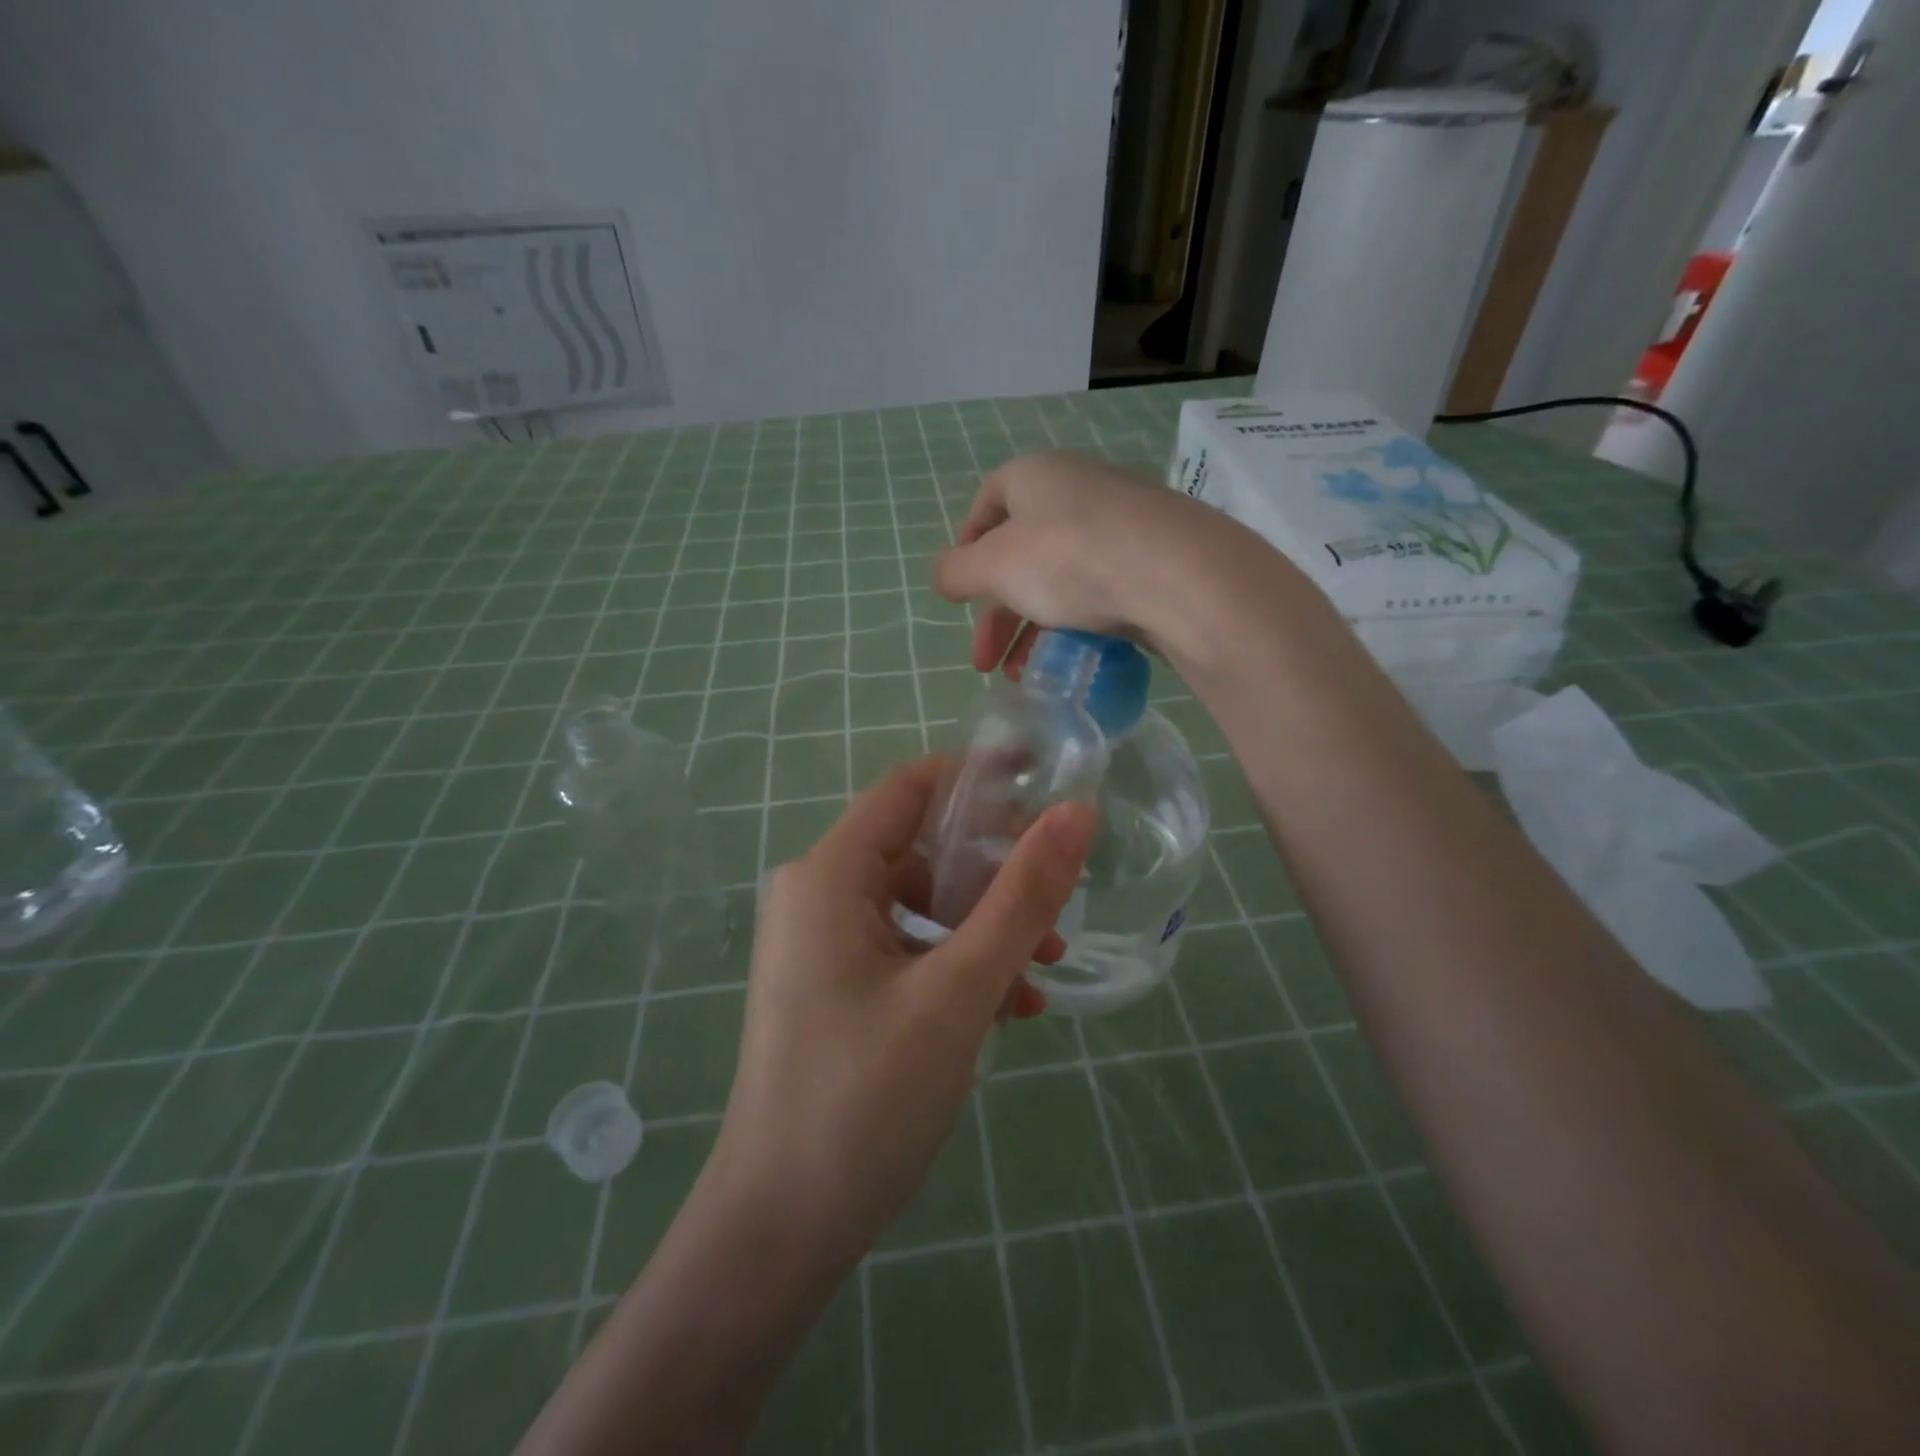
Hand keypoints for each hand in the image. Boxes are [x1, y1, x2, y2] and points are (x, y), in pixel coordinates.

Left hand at [710, 758, 1094, 1270]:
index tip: (1046, 784)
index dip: (979, 777)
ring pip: (922, 906)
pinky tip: (1010, 1008)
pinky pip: (907, 950)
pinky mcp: (836, 986)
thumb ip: (1021, 898)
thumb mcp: (959, 991)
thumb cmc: (864, 1099)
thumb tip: (1076, 814)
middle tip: (1059, 899)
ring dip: (985, 928)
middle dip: (994, 871)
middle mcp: (819, 894)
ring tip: (1045, 968)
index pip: (910, 787)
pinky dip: (958, 965)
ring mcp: (823, 944)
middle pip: (921, 849)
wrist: (779, 1231)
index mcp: (829, 874)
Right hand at [931, 450, 1266, 677]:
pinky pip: (1100, 591)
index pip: (987, 502)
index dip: (966, 546)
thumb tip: (943, 577)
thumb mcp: (994, 567)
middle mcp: (1078, 490)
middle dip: (996, 613)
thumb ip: (956, 572)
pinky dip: (1075, 625)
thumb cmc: (1070, 559)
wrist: (1181, 576)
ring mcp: (1123, 524)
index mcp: (1036, 476)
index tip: (960, 591)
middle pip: (1022, 552)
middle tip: (983, 661)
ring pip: (1060, 578)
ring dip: (1032, 630)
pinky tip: (1069, 661)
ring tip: (1021, 677)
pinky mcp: (1154, 559)